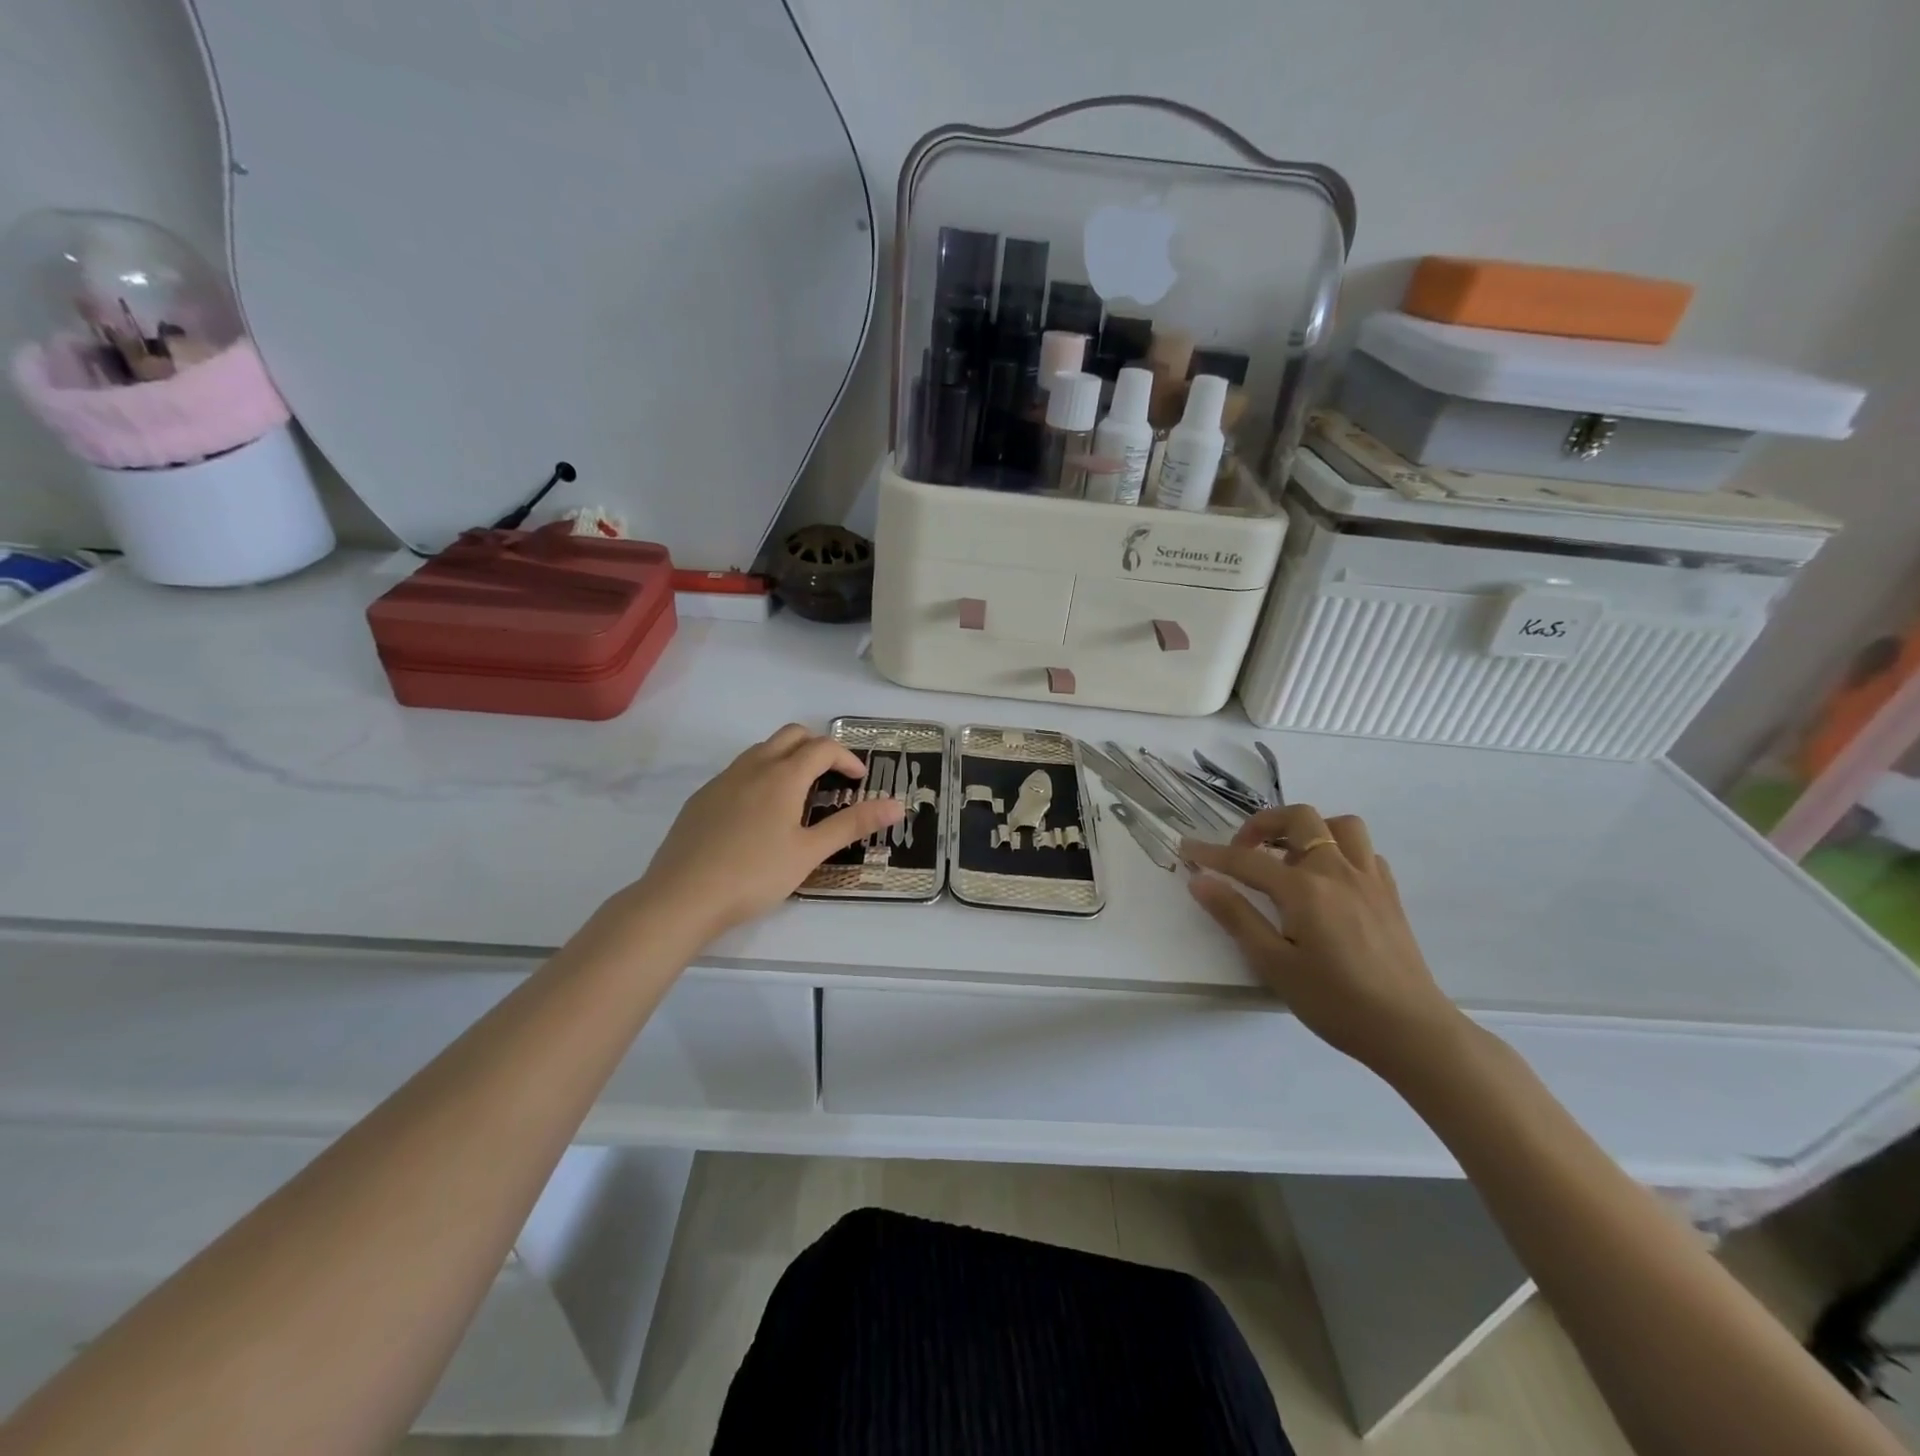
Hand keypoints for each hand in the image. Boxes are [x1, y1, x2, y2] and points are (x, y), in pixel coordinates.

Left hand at [624, 725, 902, 942]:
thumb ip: (852, 824)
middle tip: (832, 778)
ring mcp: (722, 780)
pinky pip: (738, 771)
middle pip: (791, 735)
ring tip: (799, 794)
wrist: (681, 897)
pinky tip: (759, 814)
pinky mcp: (701, 798)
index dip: (847, 758)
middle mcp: (752, 767)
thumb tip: (898, 804)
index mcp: (782, 776)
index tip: (859, 781)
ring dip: (787, 758)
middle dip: (817, 747)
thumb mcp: (810, 852)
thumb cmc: (754, 875)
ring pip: (761, 750)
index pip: (822, 747)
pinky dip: (760, 775)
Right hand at [1182, 804, 1463, 1076]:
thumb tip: (1200, 880)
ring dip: (1309, 830)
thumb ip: (1236, 916)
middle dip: (1264, 824)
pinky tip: (1328, 880)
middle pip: (1299, 819)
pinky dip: (1341, 851)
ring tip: (1289, 858)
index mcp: (1304, 889)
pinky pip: (1365, 852)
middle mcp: (1337, 871)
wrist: (1410, 1030)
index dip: (1212, 853)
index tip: (1187, 848)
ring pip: (1340, 825)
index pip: (1247, 860)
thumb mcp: (1274, 964)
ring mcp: (1369, 879)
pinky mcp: (1389, 895)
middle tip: (1244, 851)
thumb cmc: (1335, 1002)